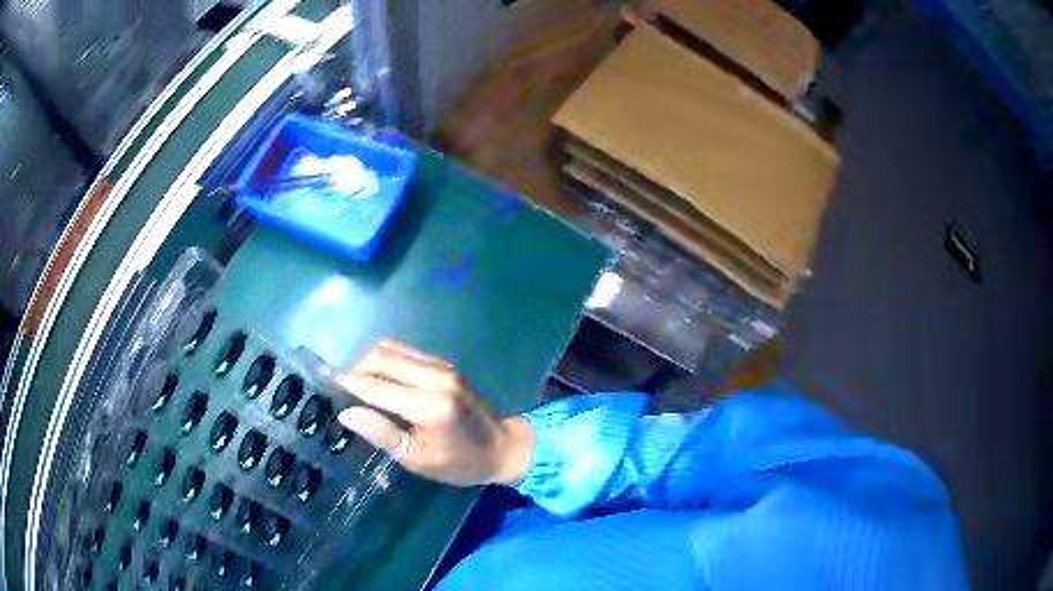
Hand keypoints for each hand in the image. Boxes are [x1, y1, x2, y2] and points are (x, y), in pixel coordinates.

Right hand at [334, 339, 533, 486]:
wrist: (503, 447)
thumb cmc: (459, 463)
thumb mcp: (417, 458)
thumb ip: (381, 433)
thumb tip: (346, 413)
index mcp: (429, 406)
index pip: (376, 386)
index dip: (348, 382)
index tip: (326, 382)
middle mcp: (435, 378)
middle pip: (382, 357)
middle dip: (356, 367)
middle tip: (342, 386)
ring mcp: (443, 366)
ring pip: (393, 348)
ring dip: (370, 360)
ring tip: (358, 381)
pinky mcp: (446, 364)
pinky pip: (408, 351)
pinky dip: (388, 359)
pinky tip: (381, 377)